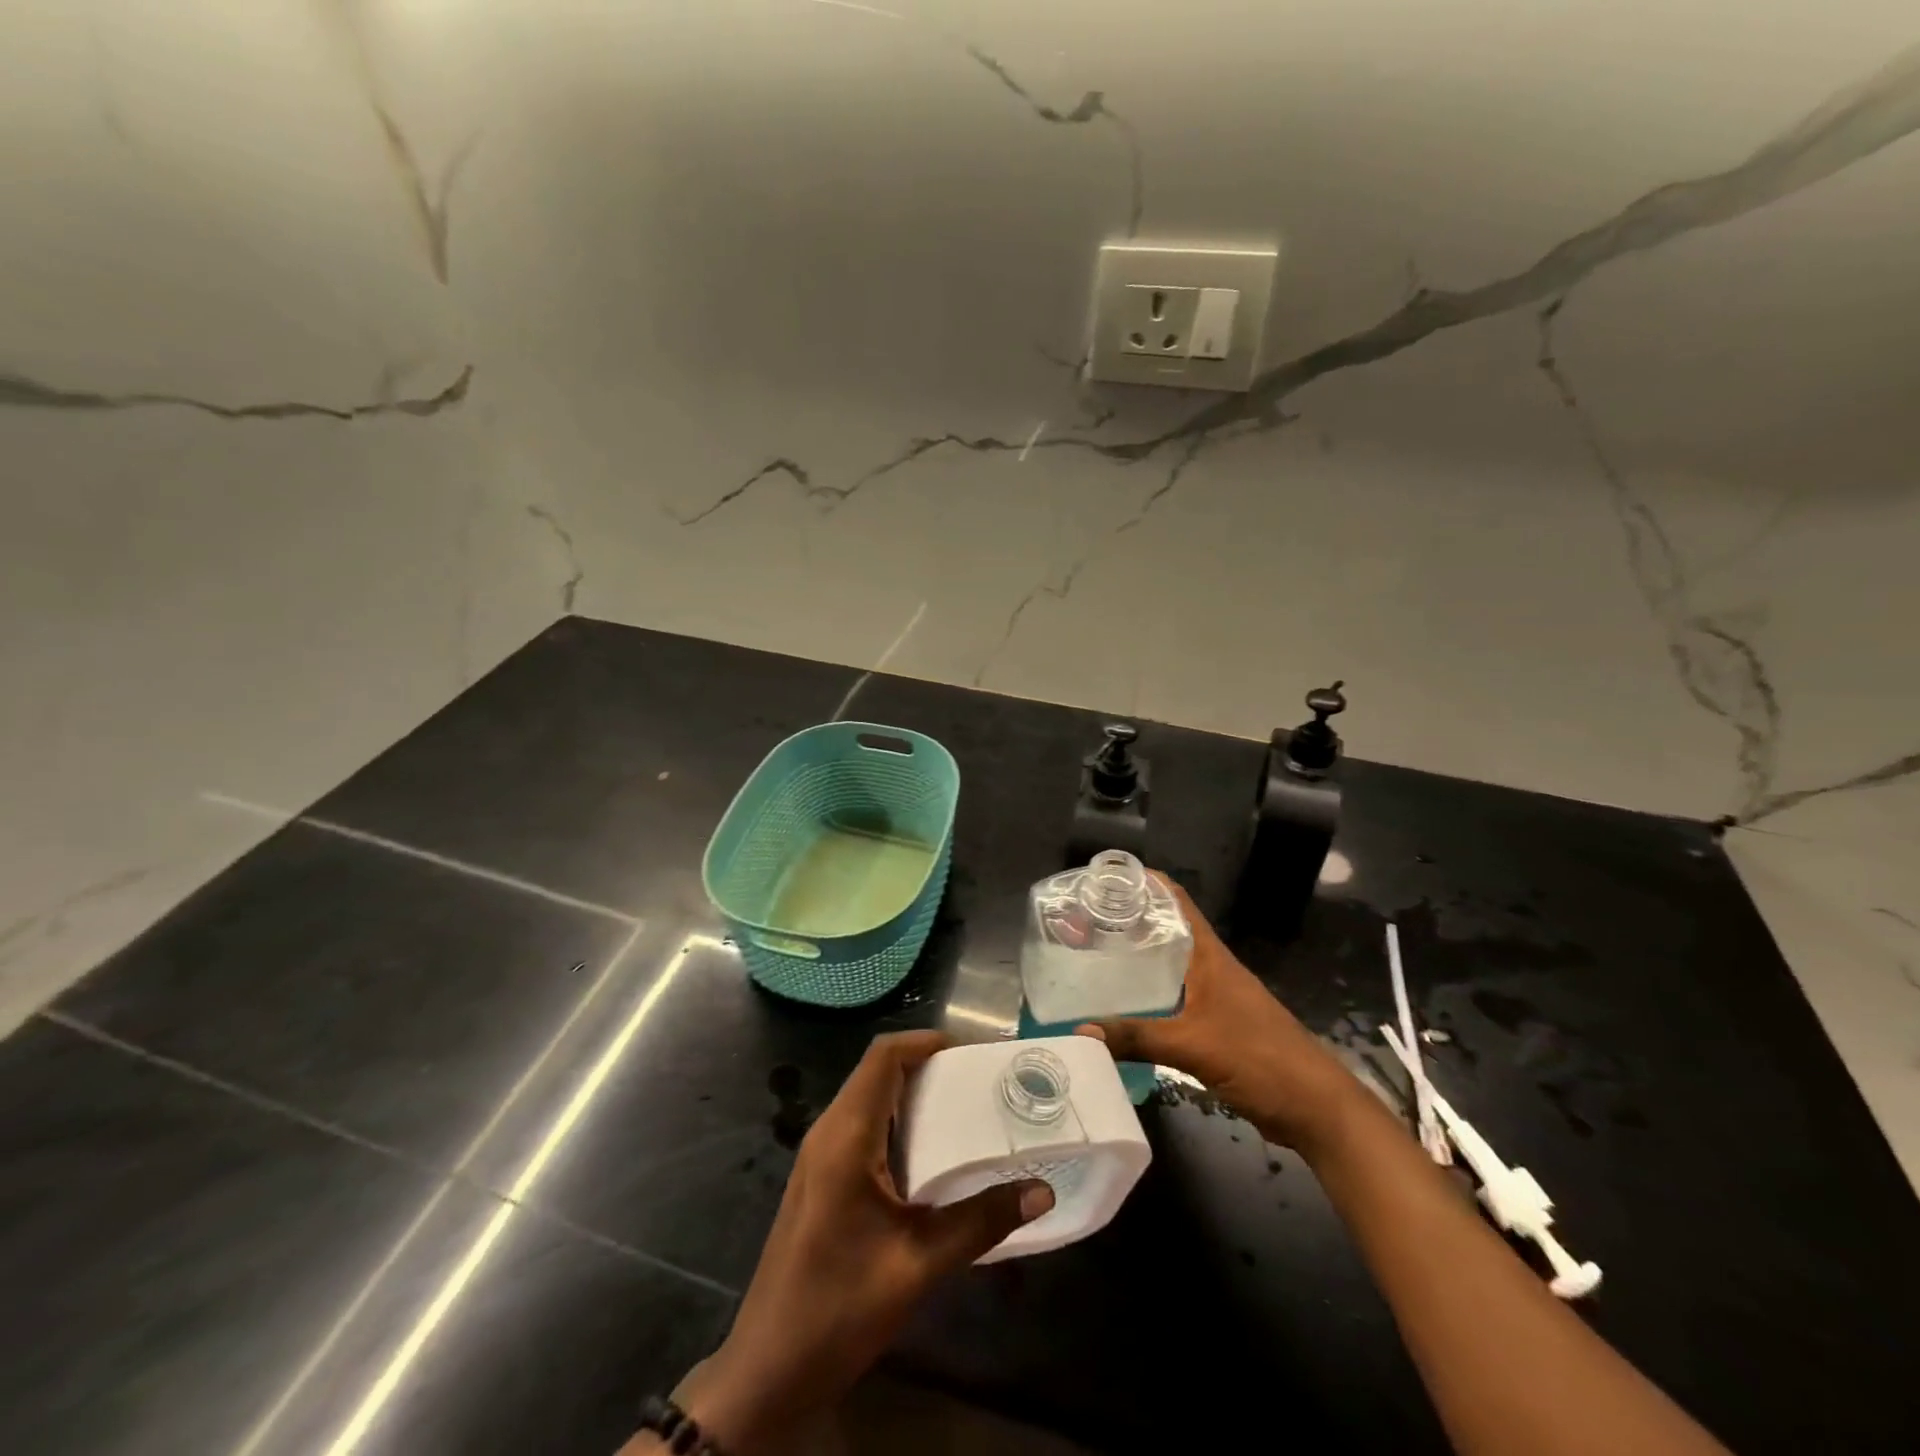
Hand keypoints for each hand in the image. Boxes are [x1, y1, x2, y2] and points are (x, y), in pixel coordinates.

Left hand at [672, 1031, 1054, 1451]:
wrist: (767, 1371)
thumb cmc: (838, 1308)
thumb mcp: (917, 1265)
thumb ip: (980, 1222)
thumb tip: (1041, 1190)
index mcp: (845, 1135)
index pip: (883, 1056)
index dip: (926, 1042)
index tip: (973, 1054)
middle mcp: (828, 1132)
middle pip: (878, 1071)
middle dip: (928, 1066)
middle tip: (981, 1082)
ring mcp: (820, 1156)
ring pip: (870, 1099)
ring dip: (914, 1095)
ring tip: (967, 1111)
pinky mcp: (821, 1179)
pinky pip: (863, 1127)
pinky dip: (899, 1123)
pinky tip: (933, 1156)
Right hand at [1076, 876, 1359, 1153]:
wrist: (1316, 1109)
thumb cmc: (1260, 1059)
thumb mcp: (1193, 1045)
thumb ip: (1138, 1037)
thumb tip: (1080, 1028)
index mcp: (1211, 957)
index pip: (1178, 902)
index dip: (1148, 883)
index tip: (1108, 878)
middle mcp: (1213, 969)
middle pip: (1170, 932)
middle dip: (1132, 922)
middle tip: (1086, 922)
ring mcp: (1217, 999)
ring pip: (1171, 967)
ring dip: (1140, 960)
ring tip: (1096, 958)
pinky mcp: (1217, 1027)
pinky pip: (1175, 1000)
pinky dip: (1150, 996)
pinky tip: (1125, 1007)